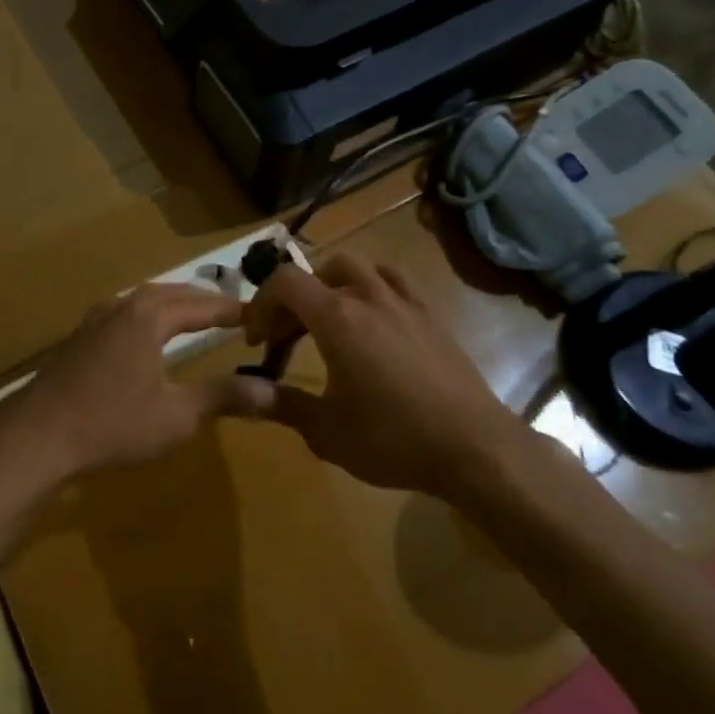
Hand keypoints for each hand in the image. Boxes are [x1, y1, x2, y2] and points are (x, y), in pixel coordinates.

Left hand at [0, 284, 273, 483]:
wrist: (35, 436)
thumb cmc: (111, 424)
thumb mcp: (176, 416)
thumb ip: (223, 397)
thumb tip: (272, 390)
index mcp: (150, 315)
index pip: (204, 305)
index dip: (234, 310)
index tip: (261, 316)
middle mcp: (123, 305)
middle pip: (175, 294)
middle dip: (206, 302)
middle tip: (235, 313)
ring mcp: (97, 318)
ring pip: (147, 300)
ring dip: (177, 305)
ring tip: (198, 317)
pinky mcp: (81, 336)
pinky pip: (127, 312)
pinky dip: (151, 315)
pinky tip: (149, 335)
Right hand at [231, 254, 524, 495]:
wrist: (473, 446)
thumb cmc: (393, 439)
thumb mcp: (326, 431)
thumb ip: (280, 404)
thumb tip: (241, 394)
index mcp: (337, 318)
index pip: (285, 282)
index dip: (261, 304)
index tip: (257, 341)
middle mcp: (367, 296)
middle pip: (317, 272)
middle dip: (292, 299)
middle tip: (285, 338)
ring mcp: (403, 300)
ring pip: (355, 266)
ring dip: (329, 284)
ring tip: (325, 318)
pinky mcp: (429, 313)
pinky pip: (392, 278)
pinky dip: (369, 285)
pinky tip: (372, 314)